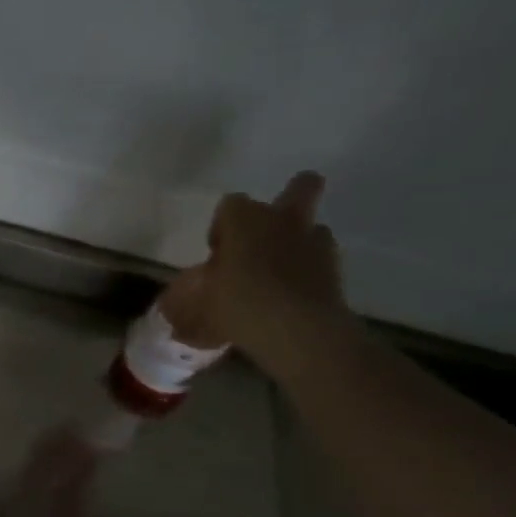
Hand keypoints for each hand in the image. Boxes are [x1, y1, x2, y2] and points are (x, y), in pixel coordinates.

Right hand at [193, 171, 348, 364]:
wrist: (296, 331)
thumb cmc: (239, 305)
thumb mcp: (197, 303)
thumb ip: (191, 293)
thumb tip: (180, 301)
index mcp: (246, 219)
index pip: (231, 204)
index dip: (222, 226)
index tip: (217, 252)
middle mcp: (283, 220)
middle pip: (302, 185)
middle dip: (291, 197)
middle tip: (267, 233)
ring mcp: (315, 242)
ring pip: (313, 226)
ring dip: (298, 241)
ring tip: (279, 272)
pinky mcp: (336, 268)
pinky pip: (321, 259)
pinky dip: (309, 271)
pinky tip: (292, 295)